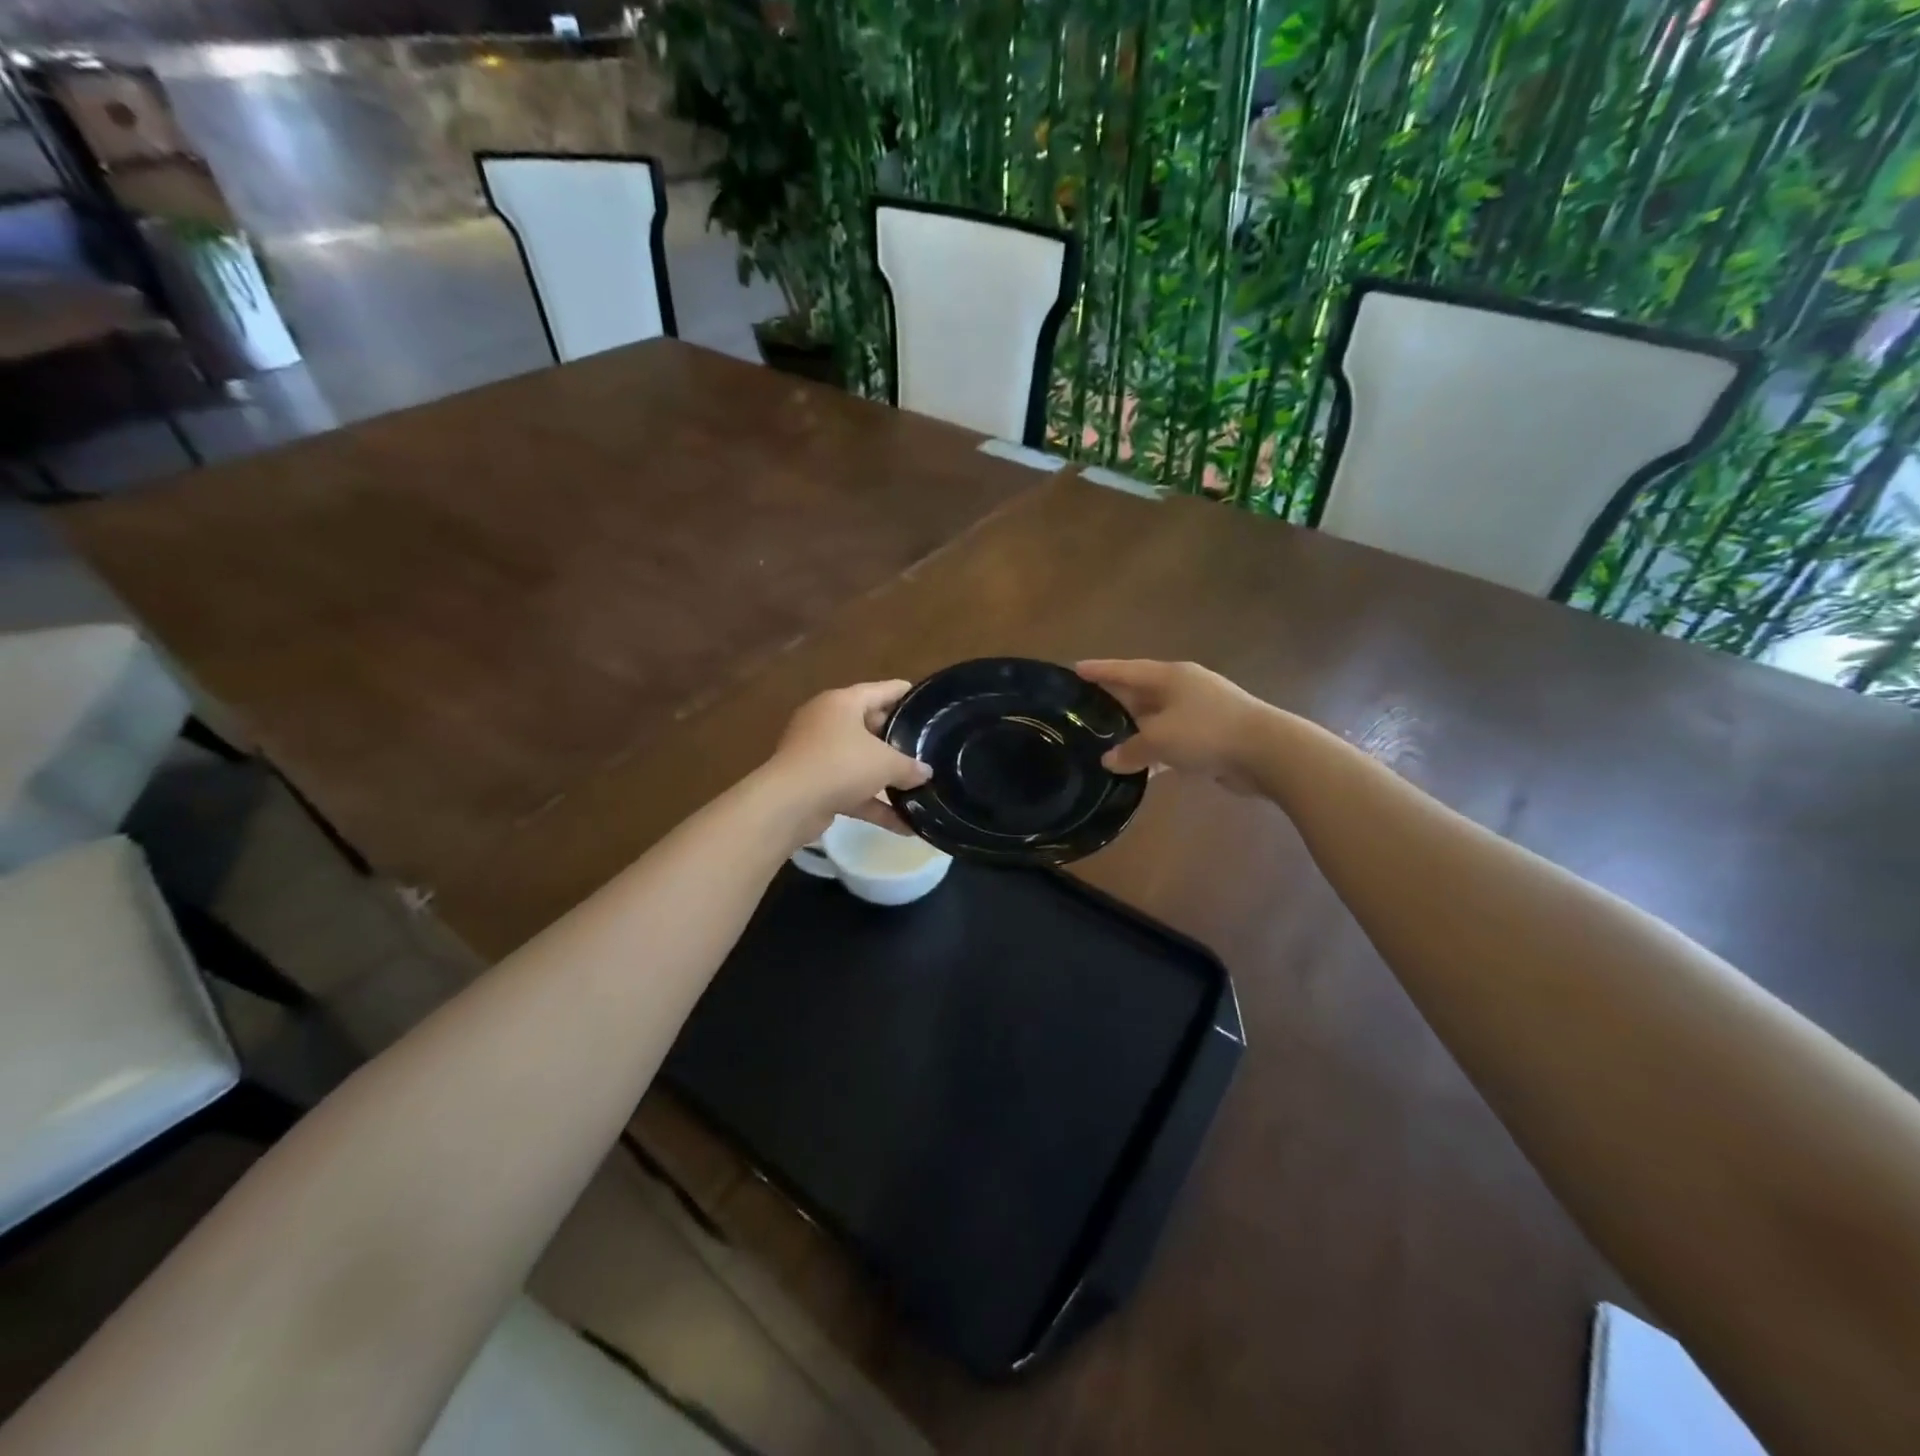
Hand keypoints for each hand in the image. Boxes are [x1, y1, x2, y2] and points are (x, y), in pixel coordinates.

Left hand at [766, 681, 930, 840]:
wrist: (789, 804)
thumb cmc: (840, 765)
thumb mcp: (885, 763)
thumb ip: (909, 766)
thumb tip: (925, 772)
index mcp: (842, 703)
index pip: (882, 690)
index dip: (907, 694)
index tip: (928, 702)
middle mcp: (827, 722)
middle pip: (870, 725)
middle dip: (898, 740)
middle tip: (927, 746)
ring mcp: (818, 754)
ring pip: (860, 760)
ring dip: (887, 777)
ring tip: (920, 786)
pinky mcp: (815, 784)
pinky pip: (851, 789)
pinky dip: (874, 804)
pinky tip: (904, 825)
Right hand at [1076, 659, 1275, 793]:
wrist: (1266, 752)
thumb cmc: (1206, 732)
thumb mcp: (1159, 740)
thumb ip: (1130, 749)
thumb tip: (1109, 760)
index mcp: (1170, 676)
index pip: (1126, 670)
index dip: (1100, 670)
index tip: (1075, 669)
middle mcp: (1185, 688)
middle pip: (1141, 691)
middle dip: (1116, 700)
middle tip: (1087, 708)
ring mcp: (1201, 711)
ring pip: (1158, 718)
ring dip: (1136, 729)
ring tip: (1108, 739)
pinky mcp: (1213, 735)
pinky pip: (1174, 739)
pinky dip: (1157, 750)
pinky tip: (1141, 766)